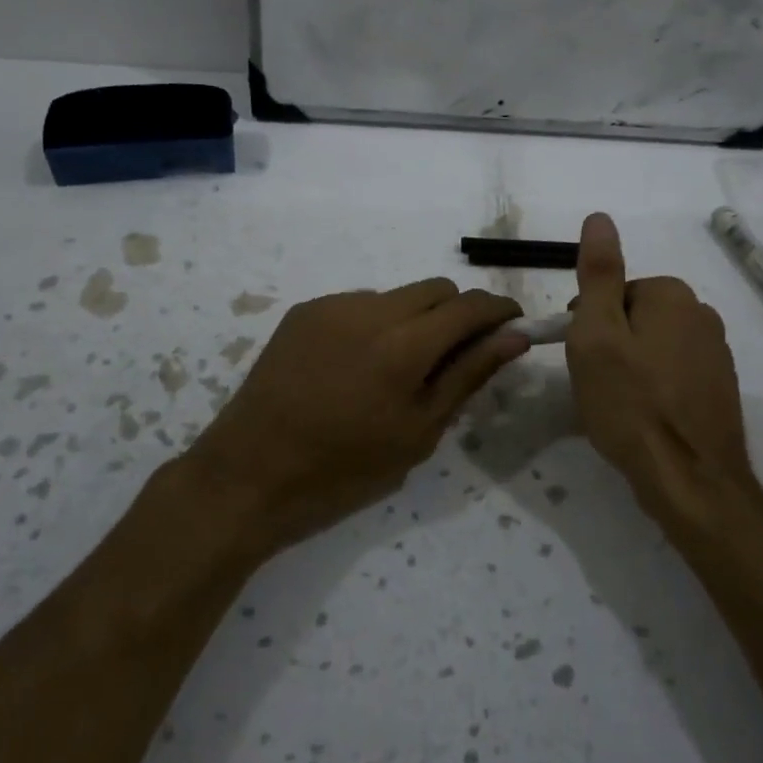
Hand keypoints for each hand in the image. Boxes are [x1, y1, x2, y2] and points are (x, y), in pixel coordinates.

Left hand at [182, 279, 526, 558]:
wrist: (250, 473)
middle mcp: (370, 309)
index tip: (512, 327)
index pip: (470, 306)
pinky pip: (360, 304)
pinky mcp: (304, 311)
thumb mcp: (418, 432)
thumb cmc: (344, 470)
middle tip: (457, 357)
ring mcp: (332, 305)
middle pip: (437, 289)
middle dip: (459, 313)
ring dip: (416, 318)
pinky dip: (377, 324)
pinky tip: (359, 365)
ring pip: (398, 295)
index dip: (499, 311)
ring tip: (399, 369)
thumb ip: (468, 376)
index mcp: (404, 345)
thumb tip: (513, 338)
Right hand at [564, 213, 762, 543]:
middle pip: (635, 317)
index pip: (613, 292)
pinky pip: (674, 373)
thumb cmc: (631, 403)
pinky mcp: (721, 388)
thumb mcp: (597, 334)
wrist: (691, 480)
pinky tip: (645, 418)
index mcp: (672, 295)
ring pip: (654, 346)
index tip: (582, 358)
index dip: (589, 324)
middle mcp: (702, 314)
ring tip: (619, 405)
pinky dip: (655, 388)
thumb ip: (598, 273)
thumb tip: (599, 217)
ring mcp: (717, 353)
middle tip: (597, 384)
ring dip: (632, 367)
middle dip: (611, 344)